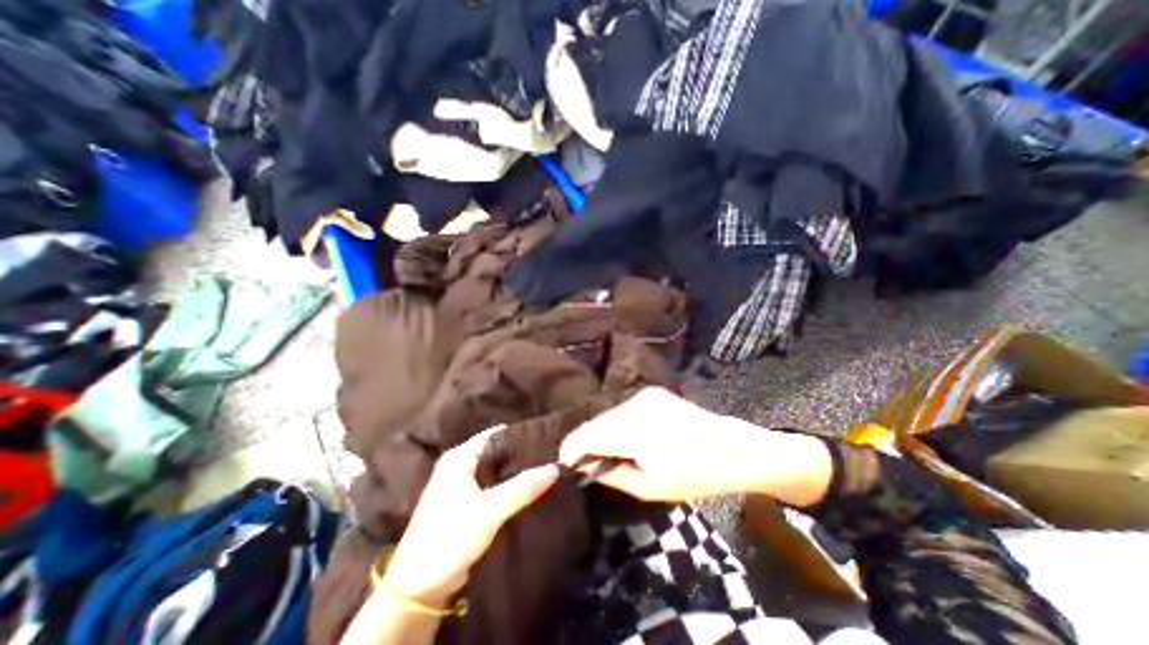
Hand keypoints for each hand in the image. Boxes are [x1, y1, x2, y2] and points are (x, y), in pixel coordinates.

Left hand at [384, 427, 559, 609]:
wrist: (418, 590)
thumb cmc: (449, 538)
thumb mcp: (489, 510)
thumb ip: (523, 487)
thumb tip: (556, 467)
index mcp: (459, 457)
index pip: (496, 435)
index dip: (521, 435)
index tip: (548, 440)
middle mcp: (460, 466)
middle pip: (498, 452)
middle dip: (522, 456)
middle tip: (552, 457)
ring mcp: (463, 486)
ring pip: (498, 472)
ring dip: (518, 473)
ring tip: (547, 471)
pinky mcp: (467, 505)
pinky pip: (495, 488)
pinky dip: (511, 488)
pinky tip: (531, 490)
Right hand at [559, 386, 836, 505]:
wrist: (731, 448)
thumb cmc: (693, 474)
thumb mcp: (651, 486)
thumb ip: (614, 474)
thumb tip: (587, 467)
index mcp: (632, 427)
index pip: (588, 435)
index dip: (572, 448)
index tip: (564, 463)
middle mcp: (634, 404)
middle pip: (597, 422)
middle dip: (586, 441)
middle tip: (583, 462)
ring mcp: (645, 395)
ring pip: (610, 414)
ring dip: (603, 432)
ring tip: (606, 452)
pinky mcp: (653, 393)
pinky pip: (624, 409)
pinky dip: (618, 424)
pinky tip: (626, 438)